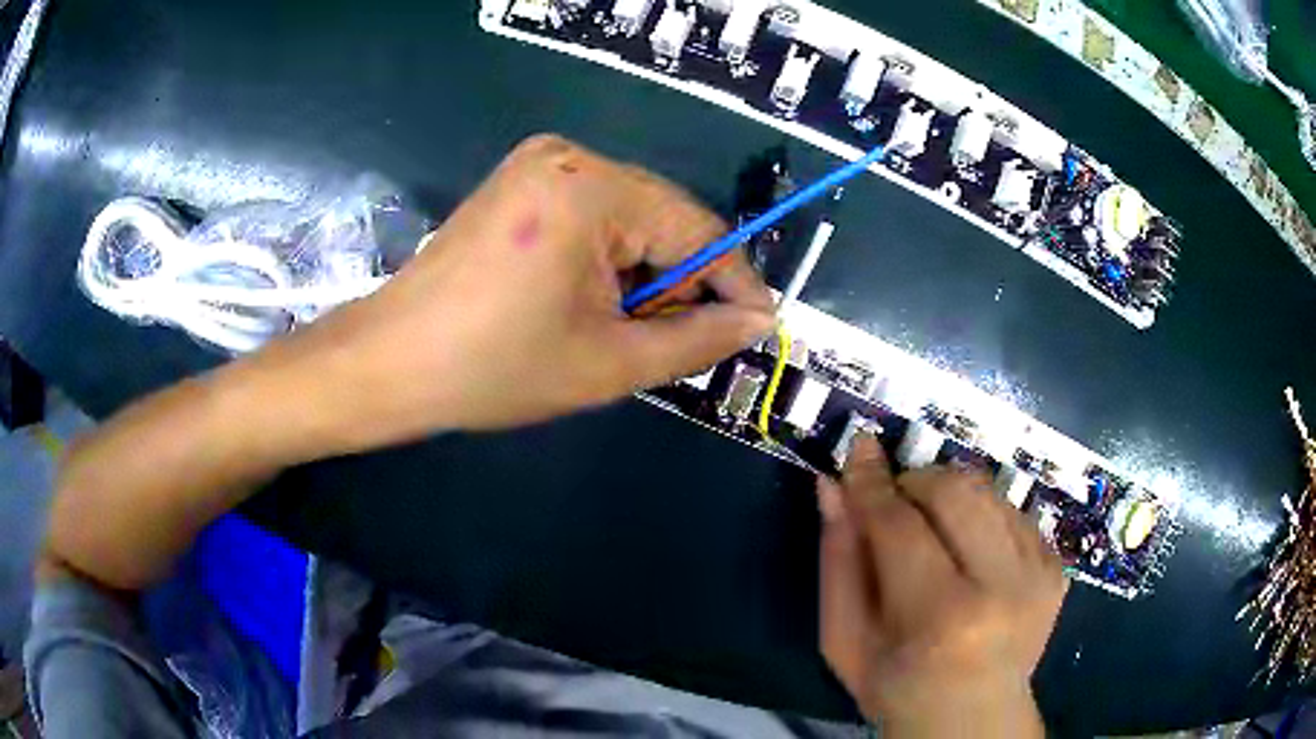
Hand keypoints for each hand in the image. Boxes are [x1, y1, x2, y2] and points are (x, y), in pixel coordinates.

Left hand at [262, 134, 774, 452]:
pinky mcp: (518, 183)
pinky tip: (587, 303)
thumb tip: (759, 319)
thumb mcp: (611, 362)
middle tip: (674, 344)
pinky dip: (606, 261)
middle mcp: (569, 156)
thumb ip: (698, 338)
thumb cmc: (496, 367)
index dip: (733, 282)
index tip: (758, 326)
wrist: (391, 363)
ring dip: (641, 276)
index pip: (696, 228)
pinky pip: (592, 216)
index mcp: (593, 187)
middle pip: (663, 219)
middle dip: (679, 283)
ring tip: (620, 331)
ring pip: (629, 220)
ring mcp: (538, 164)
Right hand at [816, 434, 1065, 736]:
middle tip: (896, 503)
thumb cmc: (897, 687)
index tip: (859, 447)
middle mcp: (1001, 587)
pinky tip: (969, 550)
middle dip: (916, 481)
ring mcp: (1038, 573)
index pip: (901, 525)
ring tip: (932, 531)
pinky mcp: (1056, 566)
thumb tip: (833, 486)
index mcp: (939, 617)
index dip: (873, 482)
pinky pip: (1013, 510)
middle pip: (955, 491)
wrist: (974, 717)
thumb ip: (839, 562)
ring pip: (988, 491)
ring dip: (949, 496)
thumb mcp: (844, 641)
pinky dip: (982, 515)